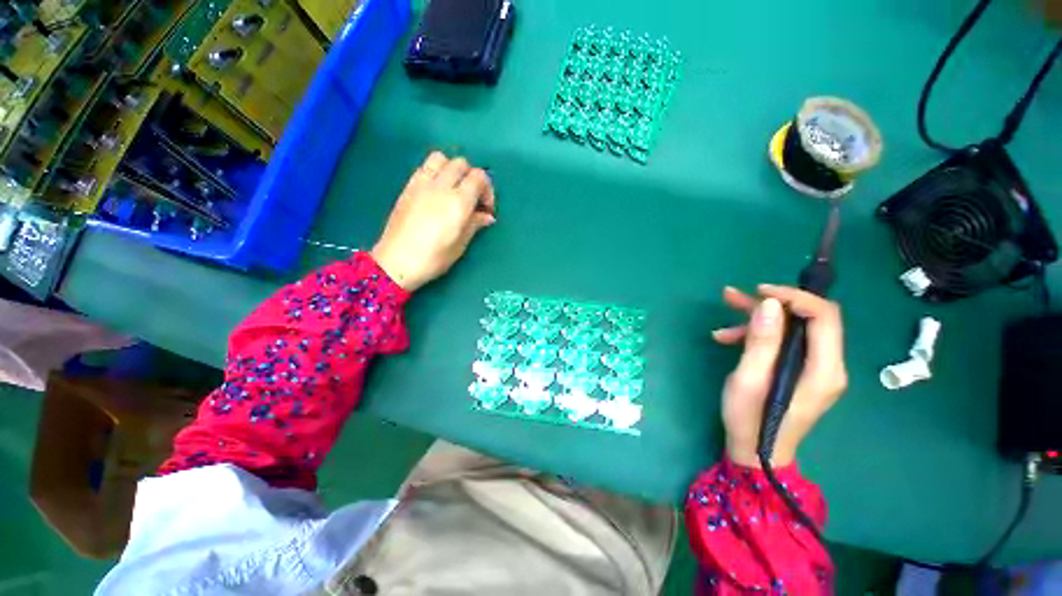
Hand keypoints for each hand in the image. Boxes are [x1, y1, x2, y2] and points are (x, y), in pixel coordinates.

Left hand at [371, 152, 496, 291]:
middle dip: (472, 177)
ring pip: (441, 158)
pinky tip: (437, 191)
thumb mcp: (460, 244)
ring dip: (452, 169)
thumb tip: (487, 216)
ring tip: (454, 188)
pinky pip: (425, 167)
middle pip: (462, 164)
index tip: (486, 208)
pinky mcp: (408, 187)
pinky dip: (436, 172)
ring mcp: (422, 184)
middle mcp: (441, 187)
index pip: (479, 177)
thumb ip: (475, 224)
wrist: (396, 262)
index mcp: (458, 202)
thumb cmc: (433, 258)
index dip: (488, 190)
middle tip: (472, 198)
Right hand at [712, 285, 846, 467]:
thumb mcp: (749, 379)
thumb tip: (770, 304)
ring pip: (791, 329)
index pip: (824, 317)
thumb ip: (763, 342)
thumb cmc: (750, 420)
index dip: (794, 296)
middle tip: (733, 297)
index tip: (760, 291)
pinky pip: (782, 343)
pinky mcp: (799, 371)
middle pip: (807, 319)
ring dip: (757, 319)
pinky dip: (756, 335)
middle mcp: (827, 365)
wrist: (756, 453)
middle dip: (770, 304)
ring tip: (723, 319)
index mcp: (824, 369)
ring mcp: (814, 369)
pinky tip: (726, 338)